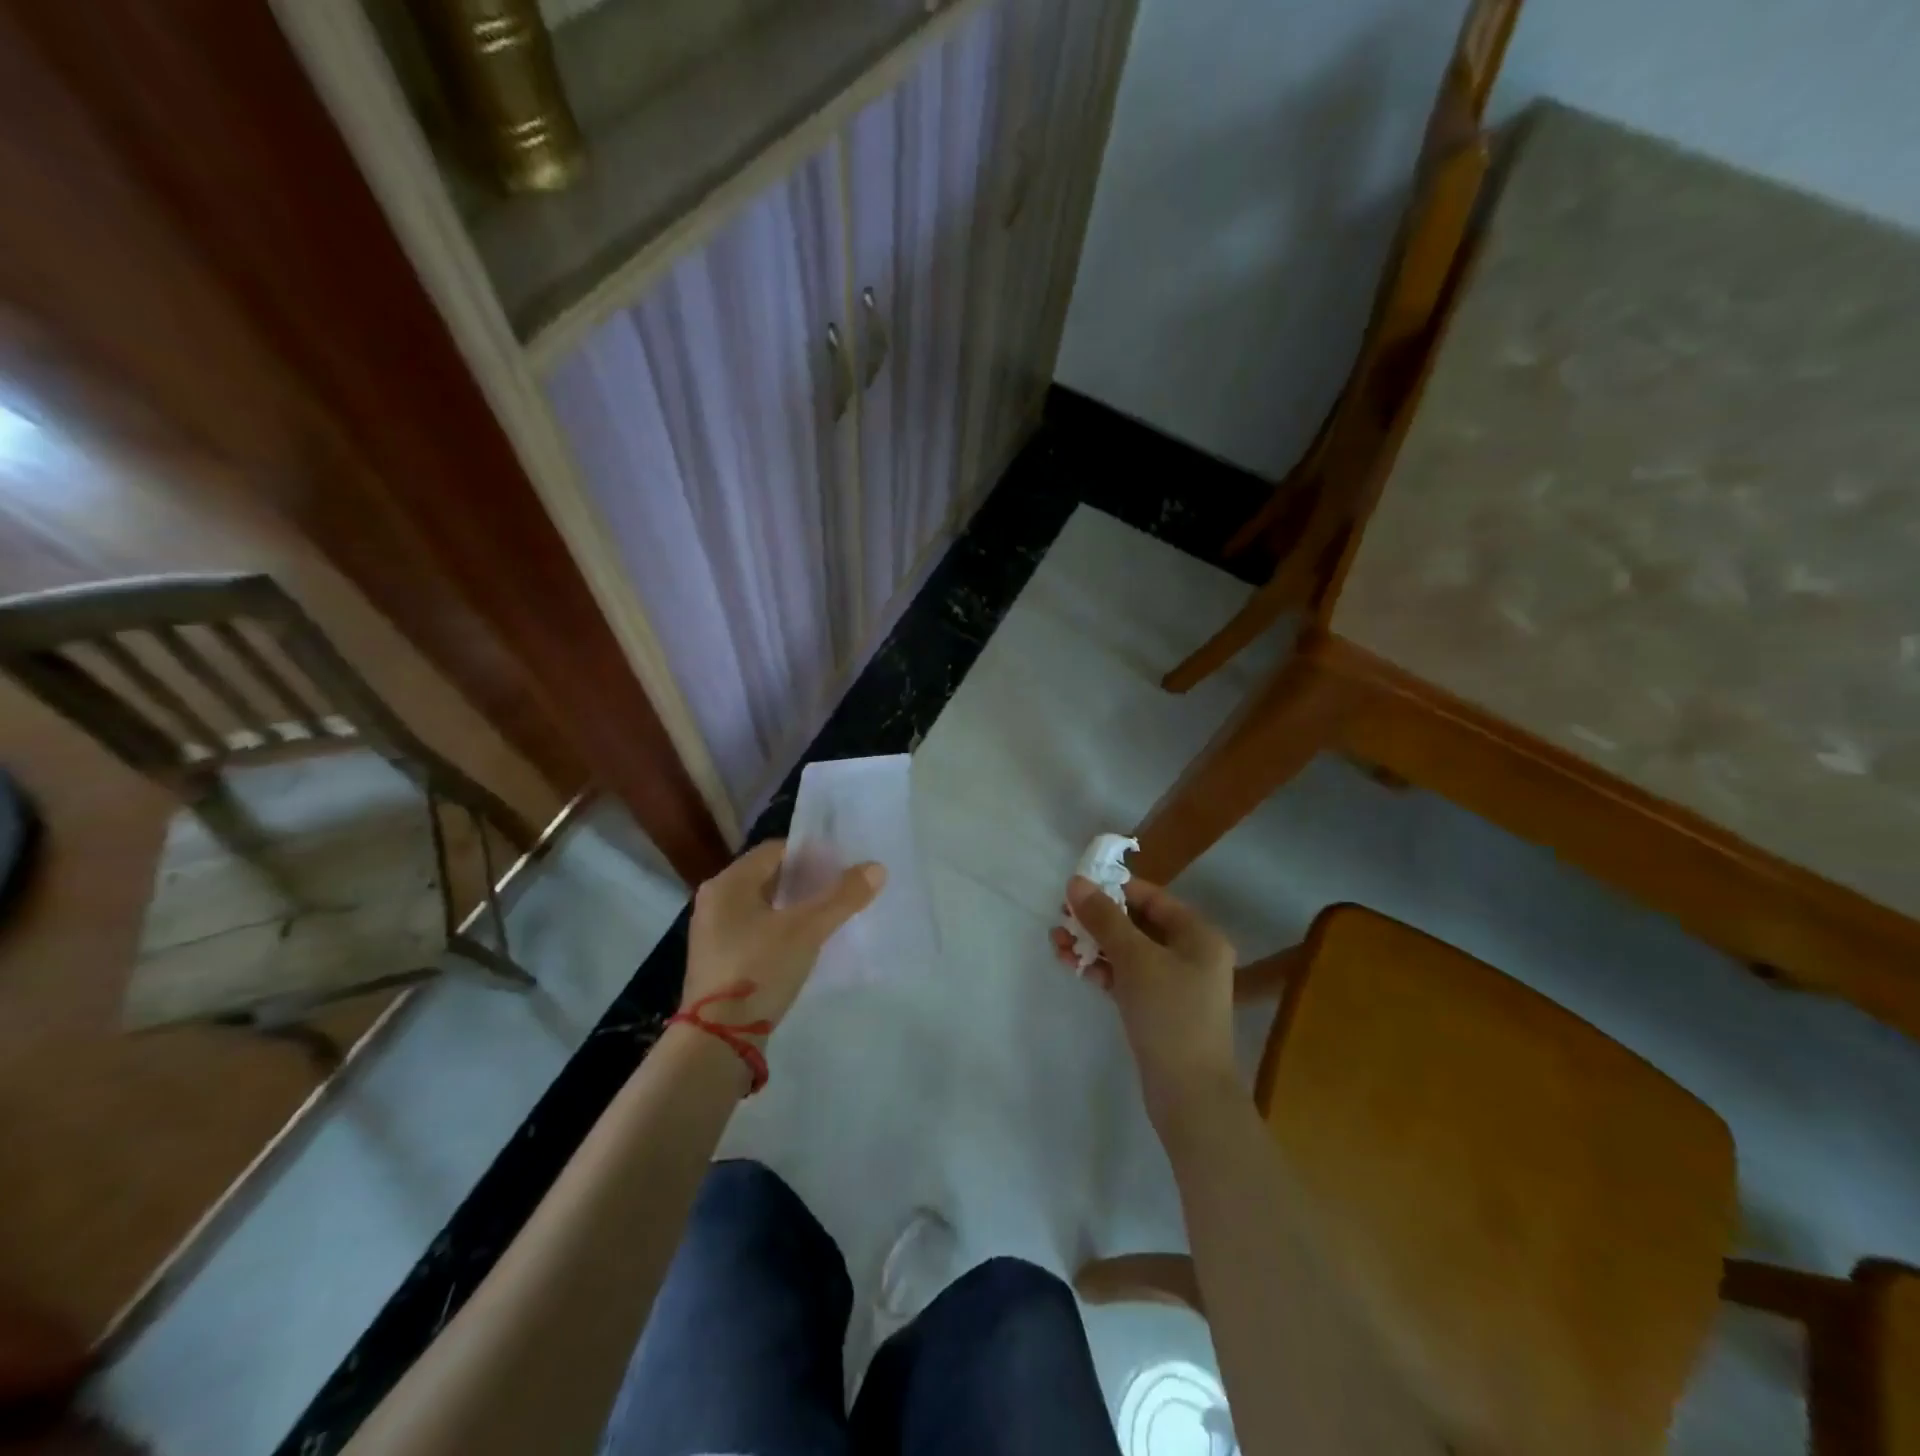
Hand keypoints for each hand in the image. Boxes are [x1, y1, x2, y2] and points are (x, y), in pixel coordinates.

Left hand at [683, 839, 884, 1034]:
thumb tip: (877, 868)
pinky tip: (803, 945)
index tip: (841, 867)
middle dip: (805, 881)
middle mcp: (714, 901)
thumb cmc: (759, 969)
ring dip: (794, 907)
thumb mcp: (807, 930)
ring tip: (827, 916)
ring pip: (762, 906)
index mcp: (728, 883)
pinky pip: (754, 931)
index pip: (775, 850)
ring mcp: (712, 934)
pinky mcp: (718, 962)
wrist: (718, 1039)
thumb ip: (842, 897)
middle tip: (839, 890)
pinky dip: (779, 930)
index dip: (811, 854)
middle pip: (768, 877)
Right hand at [1050, 876, 1237, 1119]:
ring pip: (1128, 952)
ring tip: (1057, 942)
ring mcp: (1175, 983)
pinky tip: (1073, 966)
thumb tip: (1075, 882)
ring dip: (1094, 944)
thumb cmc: (1169, 1013)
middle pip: (1138, 923)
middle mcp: (1191, 954)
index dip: (1114, 889)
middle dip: (1097, 920)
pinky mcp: (1159, 1008)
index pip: (1152, 898)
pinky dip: (1103, 970)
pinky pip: (1127, 977)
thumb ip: (1104, 918)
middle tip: (1060, 918)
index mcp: (1198, 935)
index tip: (1076, 889)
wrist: (1189, 1093)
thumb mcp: (1134, 958)